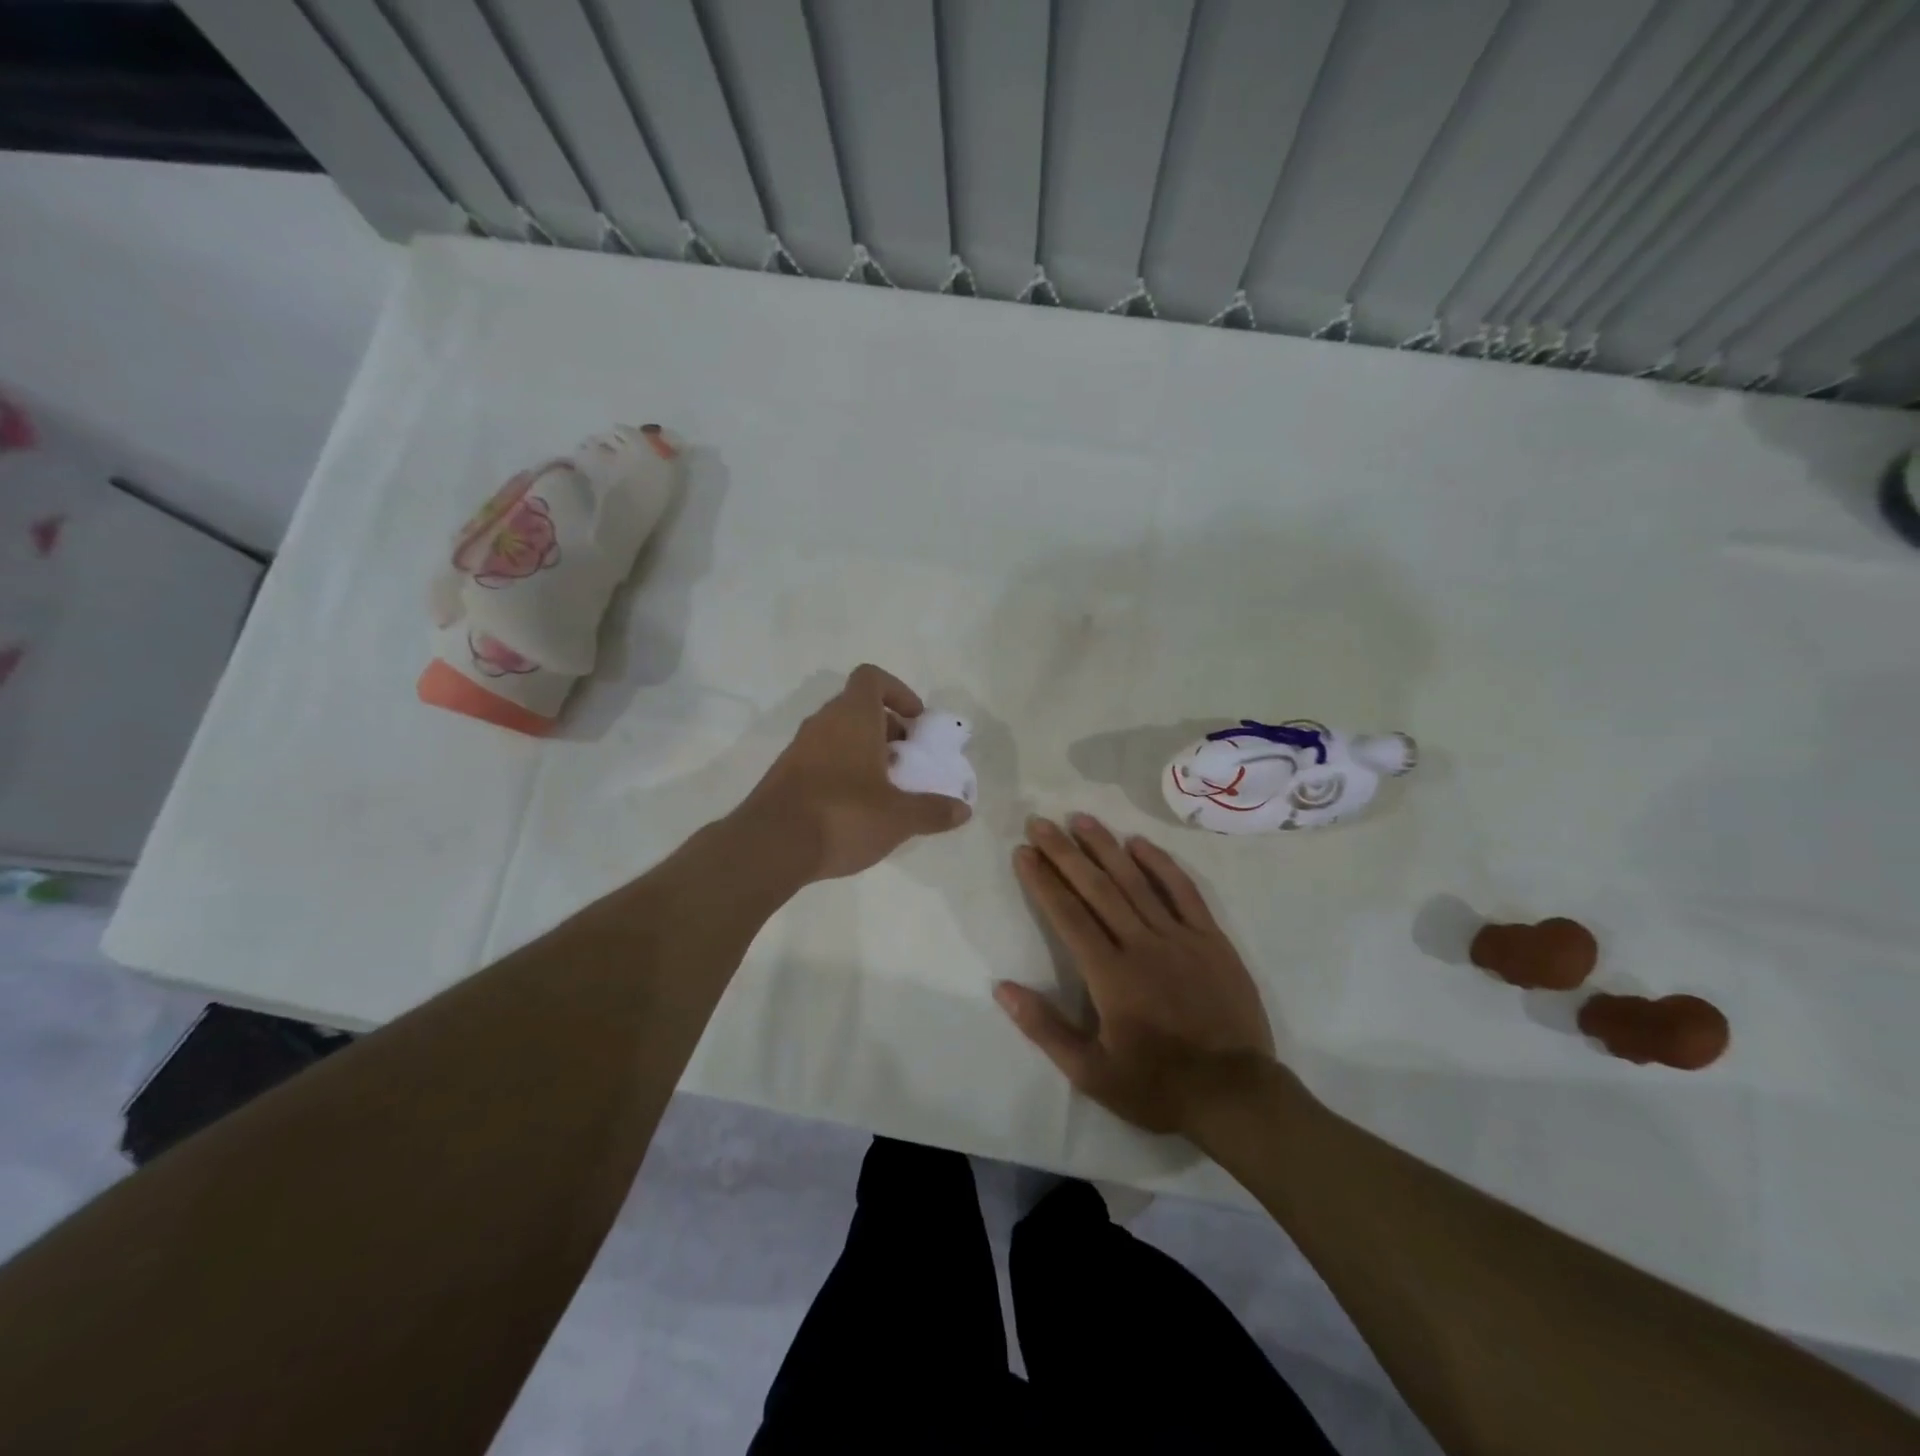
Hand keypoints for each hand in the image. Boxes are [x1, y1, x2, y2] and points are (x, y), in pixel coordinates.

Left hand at [739, 664, 970, 881]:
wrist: (770, 846)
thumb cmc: (843, 816)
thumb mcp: (899, 818)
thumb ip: (933, 811)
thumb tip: (964, 810)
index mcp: (853, 717)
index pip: (871, 677)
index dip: (898, 691)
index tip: (915, 721)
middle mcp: (823, 723)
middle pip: (858, 707)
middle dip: (887, 728)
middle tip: (907, 759)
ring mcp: (799, 748)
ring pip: (838, 734)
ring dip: (865, 750)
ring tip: (886, 787)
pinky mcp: (784, 774)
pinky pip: (821, 758)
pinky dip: (842, 770)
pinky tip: (856, 807)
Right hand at [994, 814, 1274, 1134]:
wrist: (1235, 1095)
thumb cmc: (1157, 1086)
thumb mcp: (1091, 1073)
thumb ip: (1045, 1028)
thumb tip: (1002, 988)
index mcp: (1110, 975)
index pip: (1067, 915)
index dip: (1042, 880)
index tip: (1023, 851)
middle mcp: (1142, 945)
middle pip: (1097, 888)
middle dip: (1064, 852)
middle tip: (1040, 822)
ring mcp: (1180, 938)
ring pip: (1137, 881)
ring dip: (1106, 847)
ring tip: (1081, 819)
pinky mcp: (1212, 940)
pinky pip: (1183, 892)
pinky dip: (1161, 865)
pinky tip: (1140, 844)